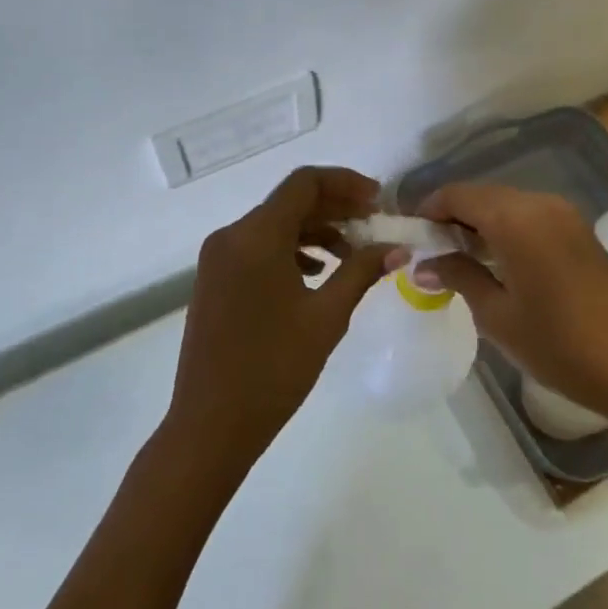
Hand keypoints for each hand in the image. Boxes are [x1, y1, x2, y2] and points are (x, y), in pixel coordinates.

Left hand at [163, 167, 395, 475]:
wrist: (210, 425)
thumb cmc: (273, 369)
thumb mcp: (326, 317)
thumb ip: (361, 271)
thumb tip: (397, 247)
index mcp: (256, 235)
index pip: (304, 183)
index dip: (346, 183)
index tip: (379, 200)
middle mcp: (231, 235)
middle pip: (289, 201)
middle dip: (335, 207)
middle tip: (375, 224)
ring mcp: (218, 258)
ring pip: (274, 225)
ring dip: (315, 231)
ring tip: (353, 254)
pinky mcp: (214, 279)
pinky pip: (258, 248)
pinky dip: (291, 250)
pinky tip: (317, 273)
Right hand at [414, 183, 607, 425]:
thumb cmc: (559, 345)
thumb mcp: (497, 315)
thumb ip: (457, 276)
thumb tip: (422, 264)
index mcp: (515, 218)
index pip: (457, 194)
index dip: (428, 210)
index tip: (411, 238)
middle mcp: (539, 203)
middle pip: (481, 195)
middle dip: (451, 217)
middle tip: (430, 254)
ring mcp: (564, 214)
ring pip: (505, 204)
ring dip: (478, 223)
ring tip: (459, 261)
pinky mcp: (578, 231)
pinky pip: (529, 216)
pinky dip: (505, 229)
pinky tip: (496, 263)